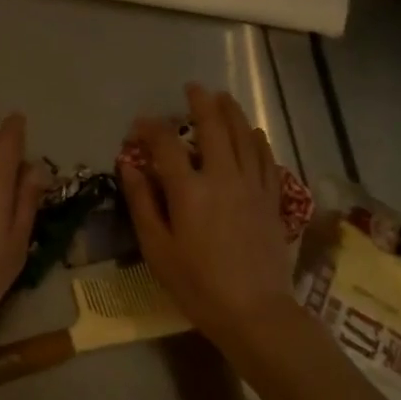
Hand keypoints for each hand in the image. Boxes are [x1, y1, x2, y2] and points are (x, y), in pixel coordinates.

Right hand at [118, 84, 296, 352]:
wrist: (254, 311)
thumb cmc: (197, 285)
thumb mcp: (157, 248)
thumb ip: (142, 202)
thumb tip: (129, 165)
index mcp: (189, 190)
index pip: (166, 145)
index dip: (151, 129)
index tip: (140, 124)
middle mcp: (223, 177)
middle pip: (213, 128)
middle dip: (201, 104)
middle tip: (192, 88)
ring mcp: (252, 186)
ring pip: (244, 137)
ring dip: (232, 113)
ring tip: (223, 97)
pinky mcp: (272, 200)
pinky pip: (266, 160)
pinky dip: (258, 141)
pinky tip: (254, 133)